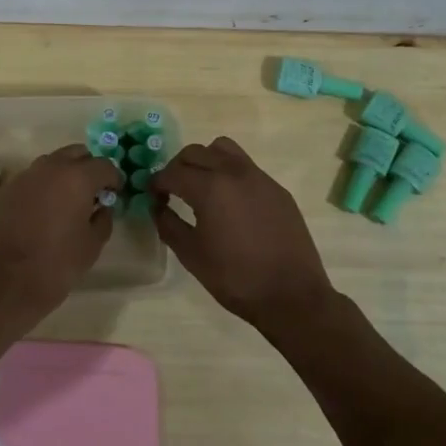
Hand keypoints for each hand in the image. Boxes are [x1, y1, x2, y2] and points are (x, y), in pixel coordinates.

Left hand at [0, 145, 122, 317]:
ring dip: (64, 174)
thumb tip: (103, 207)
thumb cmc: (56, 264)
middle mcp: (50, 167)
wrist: (3, 281)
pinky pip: (32, 179)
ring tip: (68, 201)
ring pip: (52, 163)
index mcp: (77, 177)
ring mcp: (25, 176)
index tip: (115, 194)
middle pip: (76, 153)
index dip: (113, 179)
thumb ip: (103, 220)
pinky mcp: (6, 189)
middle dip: (88, 168)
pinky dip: (43, 187)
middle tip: (93, 192)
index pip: (104, 165)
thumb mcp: (91, 246)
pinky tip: (43, 211)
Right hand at [150, 137, 335, 334]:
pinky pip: (246, 167)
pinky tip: (231, 202)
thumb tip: (157, 207)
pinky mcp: (277, 189)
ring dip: (206, 160)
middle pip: (196, 152)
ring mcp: (259, 178)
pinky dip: (230, 173)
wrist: (293, 296)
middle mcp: (234, 172)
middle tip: (172, 189)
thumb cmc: (235, 278)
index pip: (173, 173)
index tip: (152, 195)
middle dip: (178, 167)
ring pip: (224, 150)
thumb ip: (168, 224)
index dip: (157, 183)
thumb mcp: (191, 255)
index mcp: (210, 188)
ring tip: (202, 186)